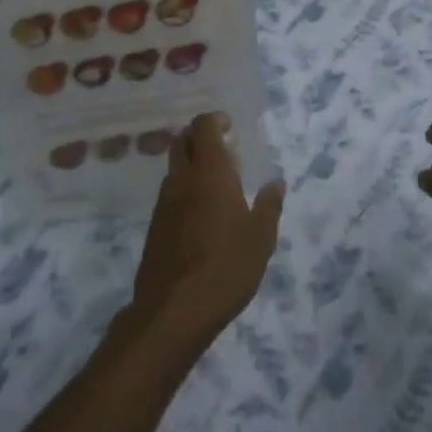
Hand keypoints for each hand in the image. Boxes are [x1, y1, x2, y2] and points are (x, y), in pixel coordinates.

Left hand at [129, 114, 284, 348]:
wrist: (173, 310)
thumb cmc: (226, 268)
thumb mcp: (260, 239)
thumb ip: (269, 206)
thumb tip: (276, 181)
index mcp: (210, 174)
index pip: (203, 128)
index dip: (214, 121)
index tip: (230, 127)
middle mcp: (182, 180)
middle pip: (182, 141)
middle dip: (199, 137)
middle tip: (223, 149)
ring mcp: (164, 203)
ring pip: (174, 168)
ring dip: (191, 164)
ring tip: (216, 184)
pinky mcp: (155, 226)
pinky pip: (169, 194)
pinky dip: (184, 189)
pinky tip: (201, 214)